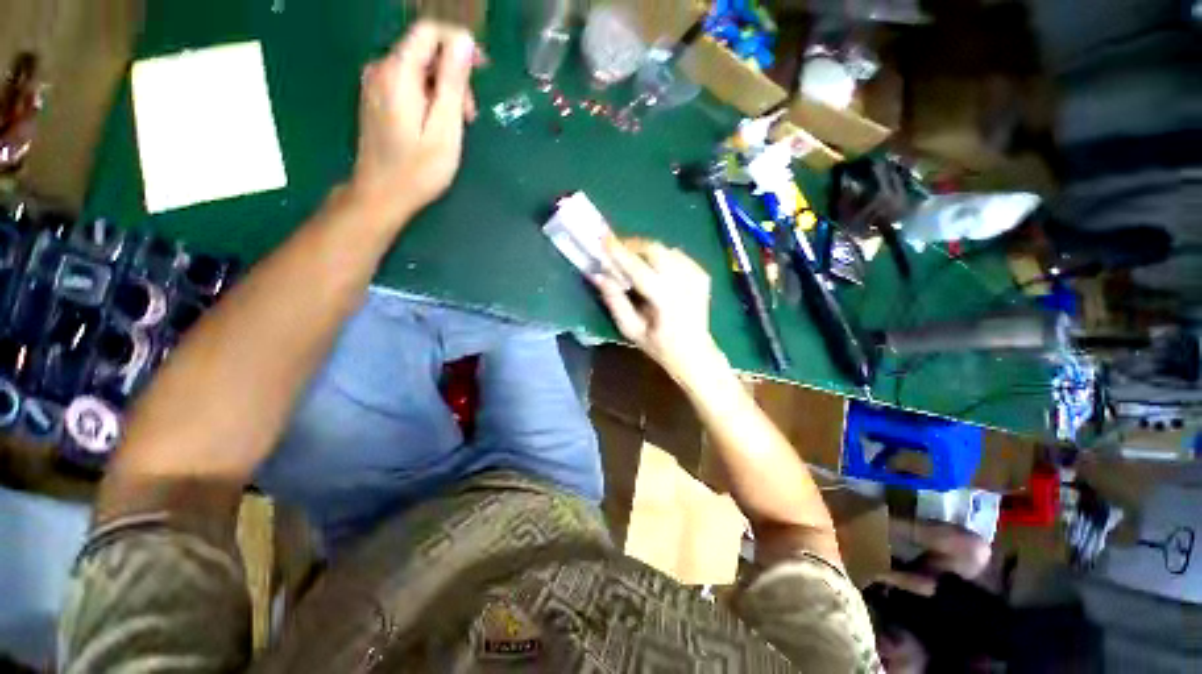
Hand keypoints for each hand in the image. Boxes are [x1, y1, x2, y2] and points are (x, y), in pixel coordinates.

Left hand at [349, 21, 479, 222]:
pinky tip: (438, 124)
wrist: (381, 194)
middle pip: (425, 50)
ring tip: (456, 126)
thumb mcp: (445, 129)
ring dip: (444, 89)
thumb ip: (453, 83)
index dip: (459, 43)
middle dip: (454, 75)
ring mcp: (375, 82)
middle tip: (469, 116)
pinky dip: (430, 96)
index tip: (482, 70)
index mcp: (397, 72)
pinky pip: (409, 82)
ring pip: (419, 67)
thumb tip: (464, 42)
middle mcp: (381, 68)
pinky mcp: (376, 96)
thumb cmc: (418, 170)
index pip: (429, 32)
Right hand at [593, 238, 724, 380]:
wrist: (695, 353)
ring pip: (666, 249)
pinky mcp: (702, 274)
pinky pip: (677, 255)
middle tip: (617, 251)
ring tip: (633, 260)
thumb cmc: (660, 346)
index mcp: (666, 300)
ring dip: (646, 250)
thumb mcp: (632, 330)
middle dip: (633, 246)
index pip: (638, 269)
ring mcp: (696, 276)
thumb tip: (599, 276)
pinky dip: (661, 256)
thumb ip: (615, 302)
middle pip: (655, 250)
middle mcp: (684, 283)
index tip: (603, 239)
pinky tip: (655, 270)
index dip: (620, 253)